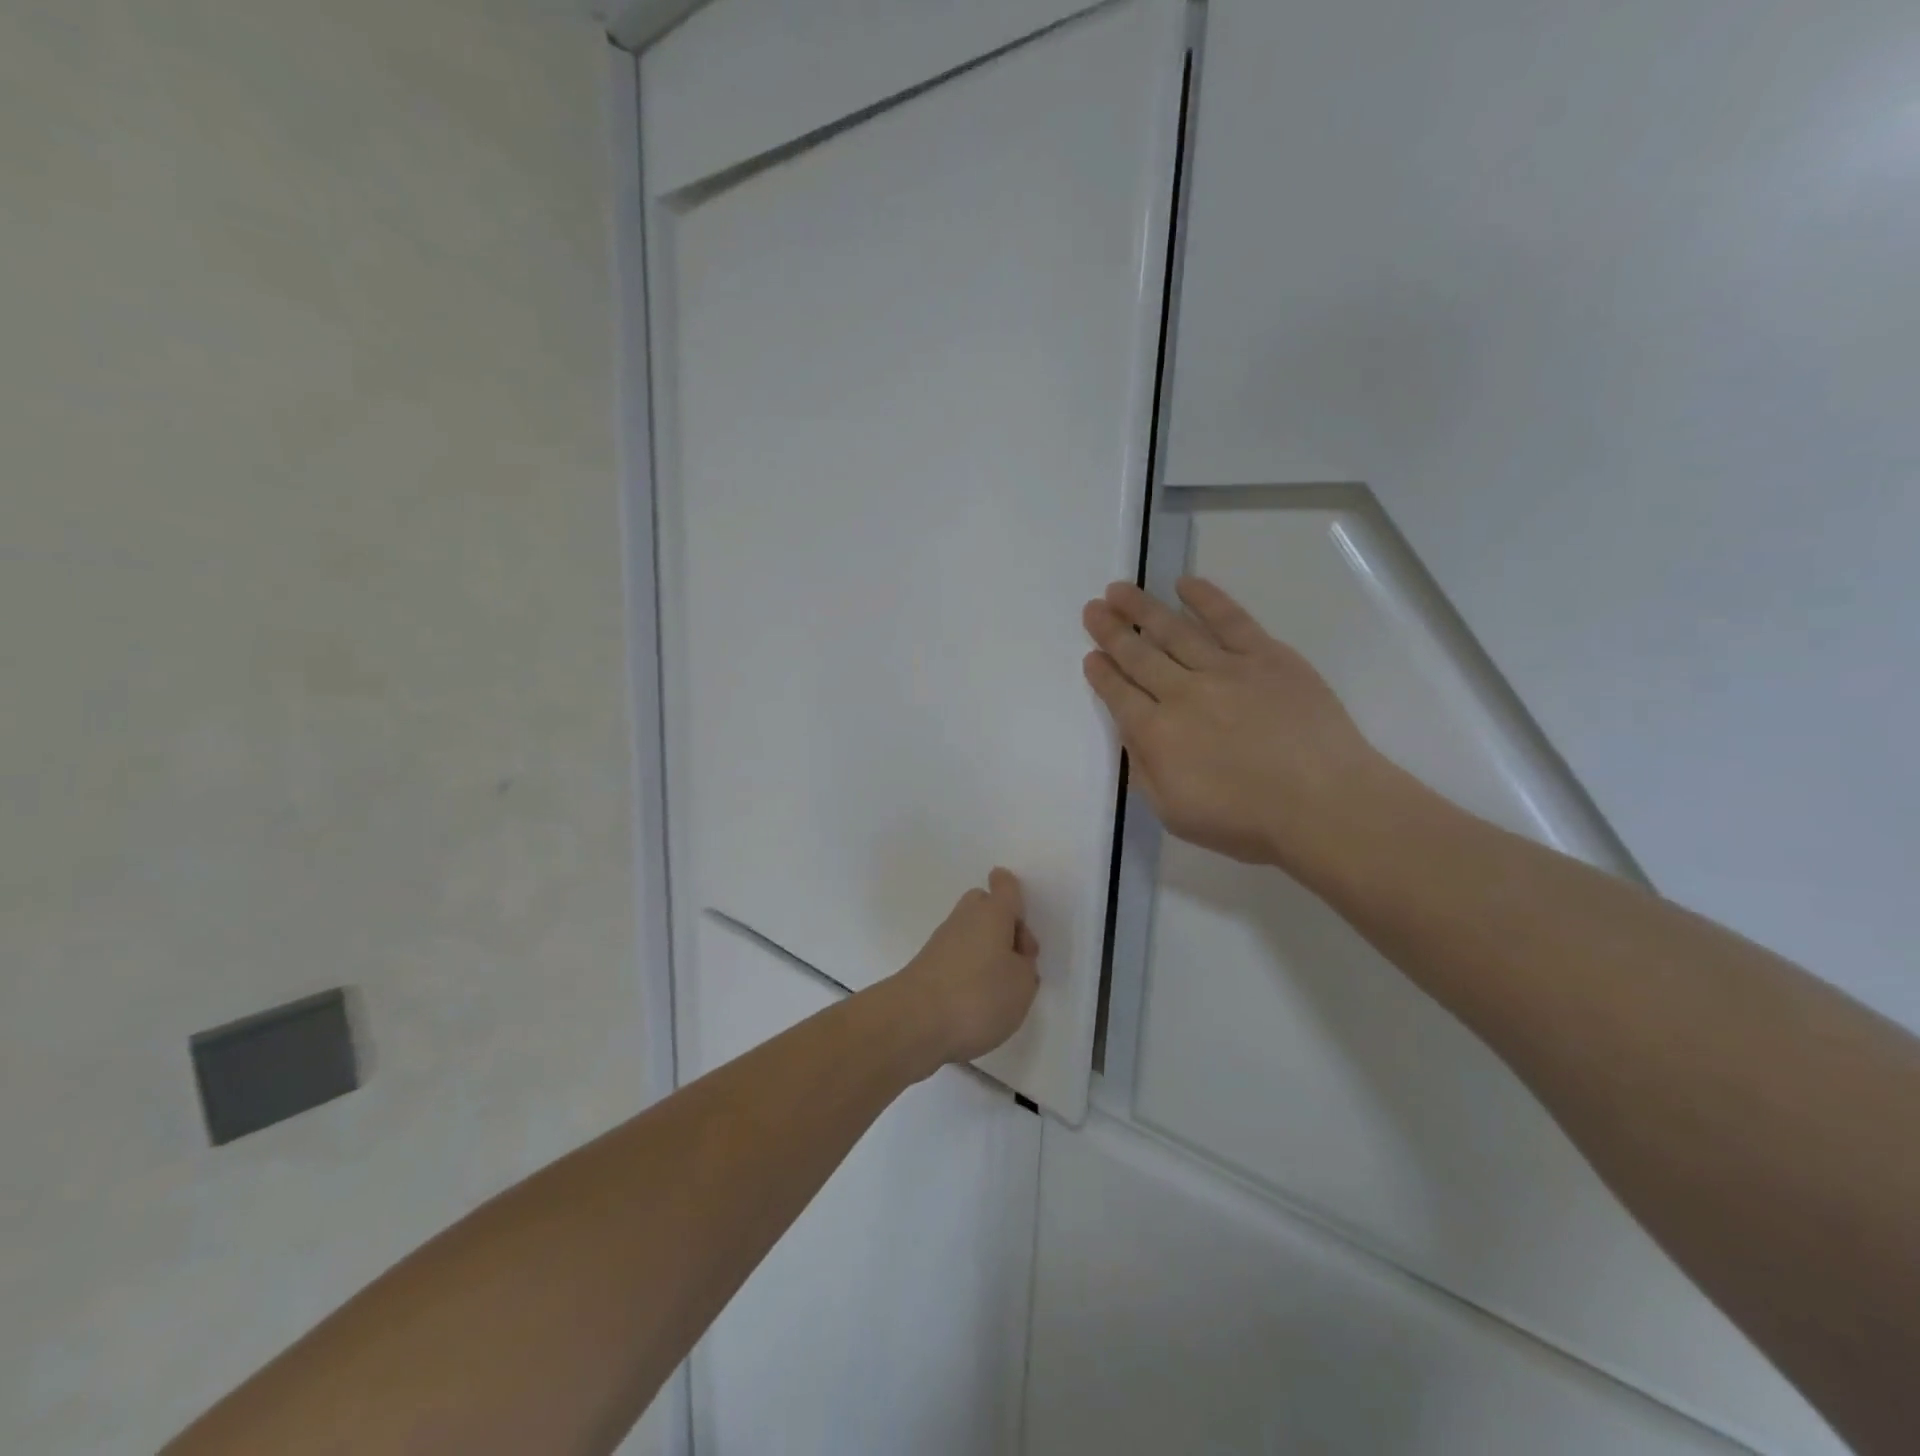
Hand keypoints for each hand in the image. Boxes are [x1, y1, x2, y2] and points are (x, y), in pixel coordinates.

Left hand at [890, 868, 1039, 1066]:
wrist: (914, 1022)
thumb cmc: (978, 995)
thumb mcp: (1022, 985)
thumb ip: (1025, 967)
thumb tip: (1013, 959)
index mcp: (993, 913)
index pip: (1004, 886)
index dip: (1013, 893)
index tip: (1020, 915)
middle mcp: (965, 918)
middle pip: (985, 906)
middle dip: (1002, 926)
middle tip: (1017, 960)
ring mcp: (942, 941)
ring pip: (971, 933)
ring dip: (987, 952)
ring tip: (1000, 991)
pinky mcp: (927, 966)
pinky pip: (956, 956)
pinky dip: (968, 971)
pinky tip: (976, 1002)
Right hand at [1082, 577, 1384, 870]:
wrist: (1323, 805)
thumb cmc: (1246, 821)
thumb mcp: (1173, 812)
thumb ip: (1144, 770)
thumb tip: (1133, 735)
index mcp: (1156, 734)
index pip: (1118, 695)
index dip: (1102, 674)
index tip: (1090, 655)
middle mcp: (1181, 693)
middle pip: (1138, 655)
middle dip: (1111, 631)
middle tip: (1093, 608)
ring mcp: (1224, 669)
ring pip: (1174, 630)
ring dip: (1143, 609)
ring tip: (1120, 589)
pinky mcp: (1266, 657)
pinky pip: (1229, 619)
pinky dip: (1205, 599)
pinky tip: (1185, 584)